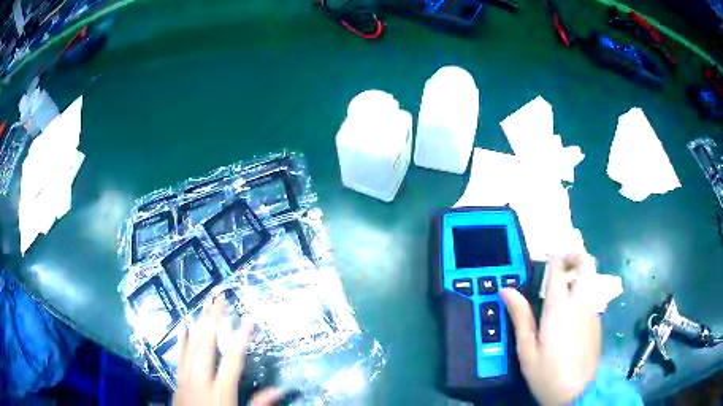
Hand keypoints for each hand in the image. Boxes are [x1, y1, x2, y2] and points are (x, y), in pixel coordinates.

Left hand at [173, 297, 283, 405]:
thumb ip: (259, 404)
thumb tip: (279, 389)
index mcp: (220, 390)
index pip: (233, 360)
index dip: (241, 338)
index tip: (250, 319)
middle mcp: (201, 379)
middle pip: (207, 345)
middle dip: (213, 319)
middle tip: (220, 298)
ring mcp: (186, 378)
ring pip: (191, 346)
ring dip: (199, 324)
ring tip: (205, 304)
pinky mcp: (177, 380)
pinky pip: (178, 356)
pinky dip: (180, 340)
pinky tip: (182, 325)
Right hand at [500, 253, 600, 405]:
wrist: (578, 393)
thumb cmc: (547, 374)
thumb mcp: (527, 350)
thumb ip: (520, 317)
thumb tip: (506, 290)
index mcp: (559, 308)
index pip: (559, 269)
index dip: (555, 256)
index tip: (548, 252)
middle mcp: (580, 302)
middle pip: (586, 264)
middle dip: (576, 255)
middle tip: (562, 261)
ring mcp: (592, 311)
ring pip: (592, 278)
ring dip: (581, 272)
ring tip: (567, 281)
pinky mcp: (598, 321)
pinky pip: (592, 296)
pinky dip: (584, 291)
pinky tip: (574, 310)